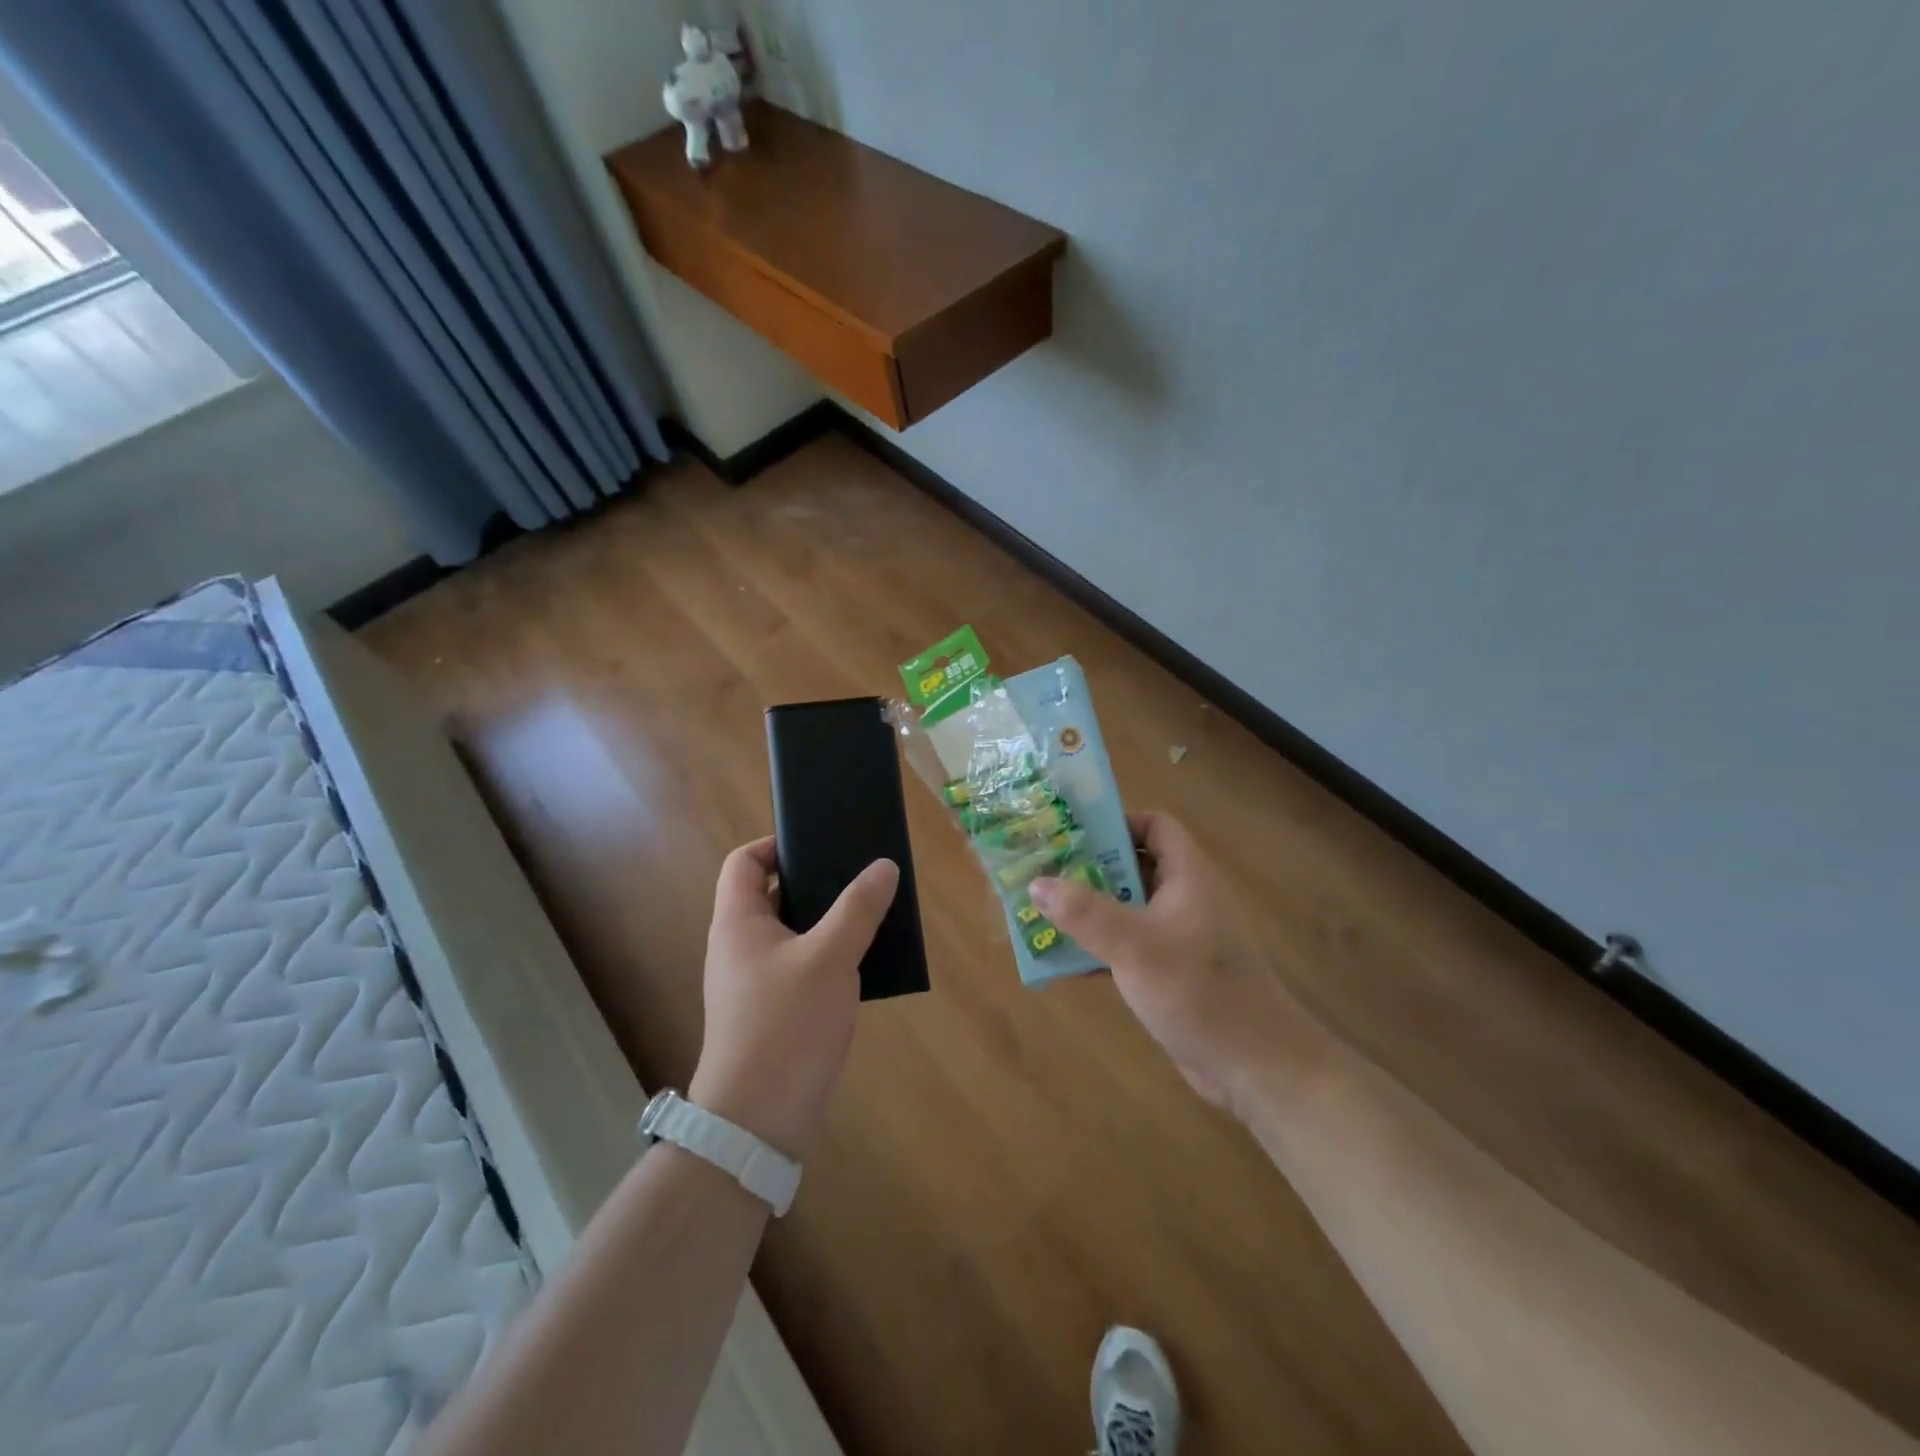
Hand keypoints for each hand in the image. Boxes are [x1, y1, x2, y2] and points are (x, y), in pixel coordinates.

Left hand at [688, 838, 898, 1159]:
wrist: (757, 1121)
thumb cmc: (786, 1024)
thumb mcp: (830, 958)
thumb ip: (858, 908)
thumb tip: (883, 866)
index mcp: (738, 922)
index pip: (743, 862)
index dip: (775, 844)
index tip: (818, 844)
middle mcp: (738, 947)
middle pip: (771, 895)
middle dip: (814, 883)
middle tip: (857, 878)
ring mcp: (752, 982)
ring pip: (790, 934)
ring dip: (826, 922)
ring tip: (869, 916)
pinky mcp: (770, 1012)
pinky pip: (798, 967)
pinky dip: (826, 957)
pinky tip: (861, 965)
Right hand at [1031, 813, 1327, 1118]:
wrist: (1255, 1066)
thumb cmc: (1198, 990)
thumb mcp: (1135, 946)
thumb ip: (1084, 913)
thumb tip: (1036, 883)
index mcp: (1187, 875)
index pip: (1154, 826)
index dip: (1116, 823)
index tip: (1071, 836)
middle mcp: (1184, 898)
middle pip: (1133, 865)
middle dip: (1088, 869)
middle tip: (1042, 873)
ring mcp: (1178, 937)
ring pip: (1126, 908)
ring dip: (1088, 911)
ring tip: (1041, 912)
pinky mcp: (1171, 972)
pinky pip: (1127, 946)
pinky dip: (1098, 947)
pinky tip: (1063, 960)